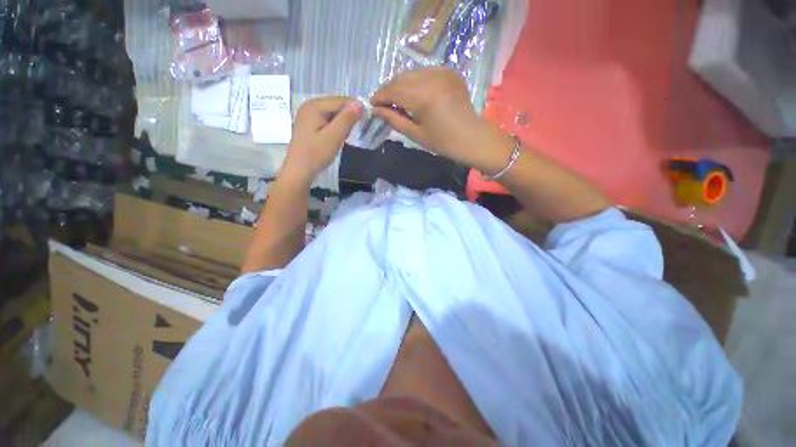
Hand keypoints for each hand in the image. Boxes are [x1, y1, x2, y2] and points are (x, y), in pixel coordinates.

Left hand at [281, 97, 362, 183]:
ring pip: (333, 113)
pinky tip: (339, 136)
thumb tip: (360, 103)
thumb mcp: (334, 137)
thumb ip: (346, 119)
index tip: (367, 121)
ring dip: (344, 121)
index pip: (341, 100)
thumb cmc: (316, 154)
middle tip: (358, 130)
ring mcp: (309, 115)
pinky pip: (328, 119)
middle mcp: (310, 105)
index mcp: (314, 106)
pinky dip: (336, 126)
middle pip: (336, 105)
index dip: (356, 108)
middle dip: (349, 115)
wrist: (299, 171)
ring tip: (349, 134)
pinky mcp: (310, 124)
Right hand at [371, 67, 501, 169]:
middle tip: (383, 103)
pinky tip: (414, 94)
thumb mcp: (416, 134)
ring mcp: (442, 72)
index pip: (393, 90)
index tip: (372, 104)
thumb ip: (394, 119)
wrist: (471, 137)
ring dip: (401, 85)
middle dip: (389, 90)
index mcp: (423, 97)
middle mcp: (432, 78)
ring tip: (397, 99)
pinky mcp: (449, 72)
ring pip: (412, 73)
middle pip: (401, 78)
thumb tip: (376, 110)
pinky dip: (415, 81)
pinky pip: (425, 72)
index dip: (380, 96)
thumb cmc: (443, 142)